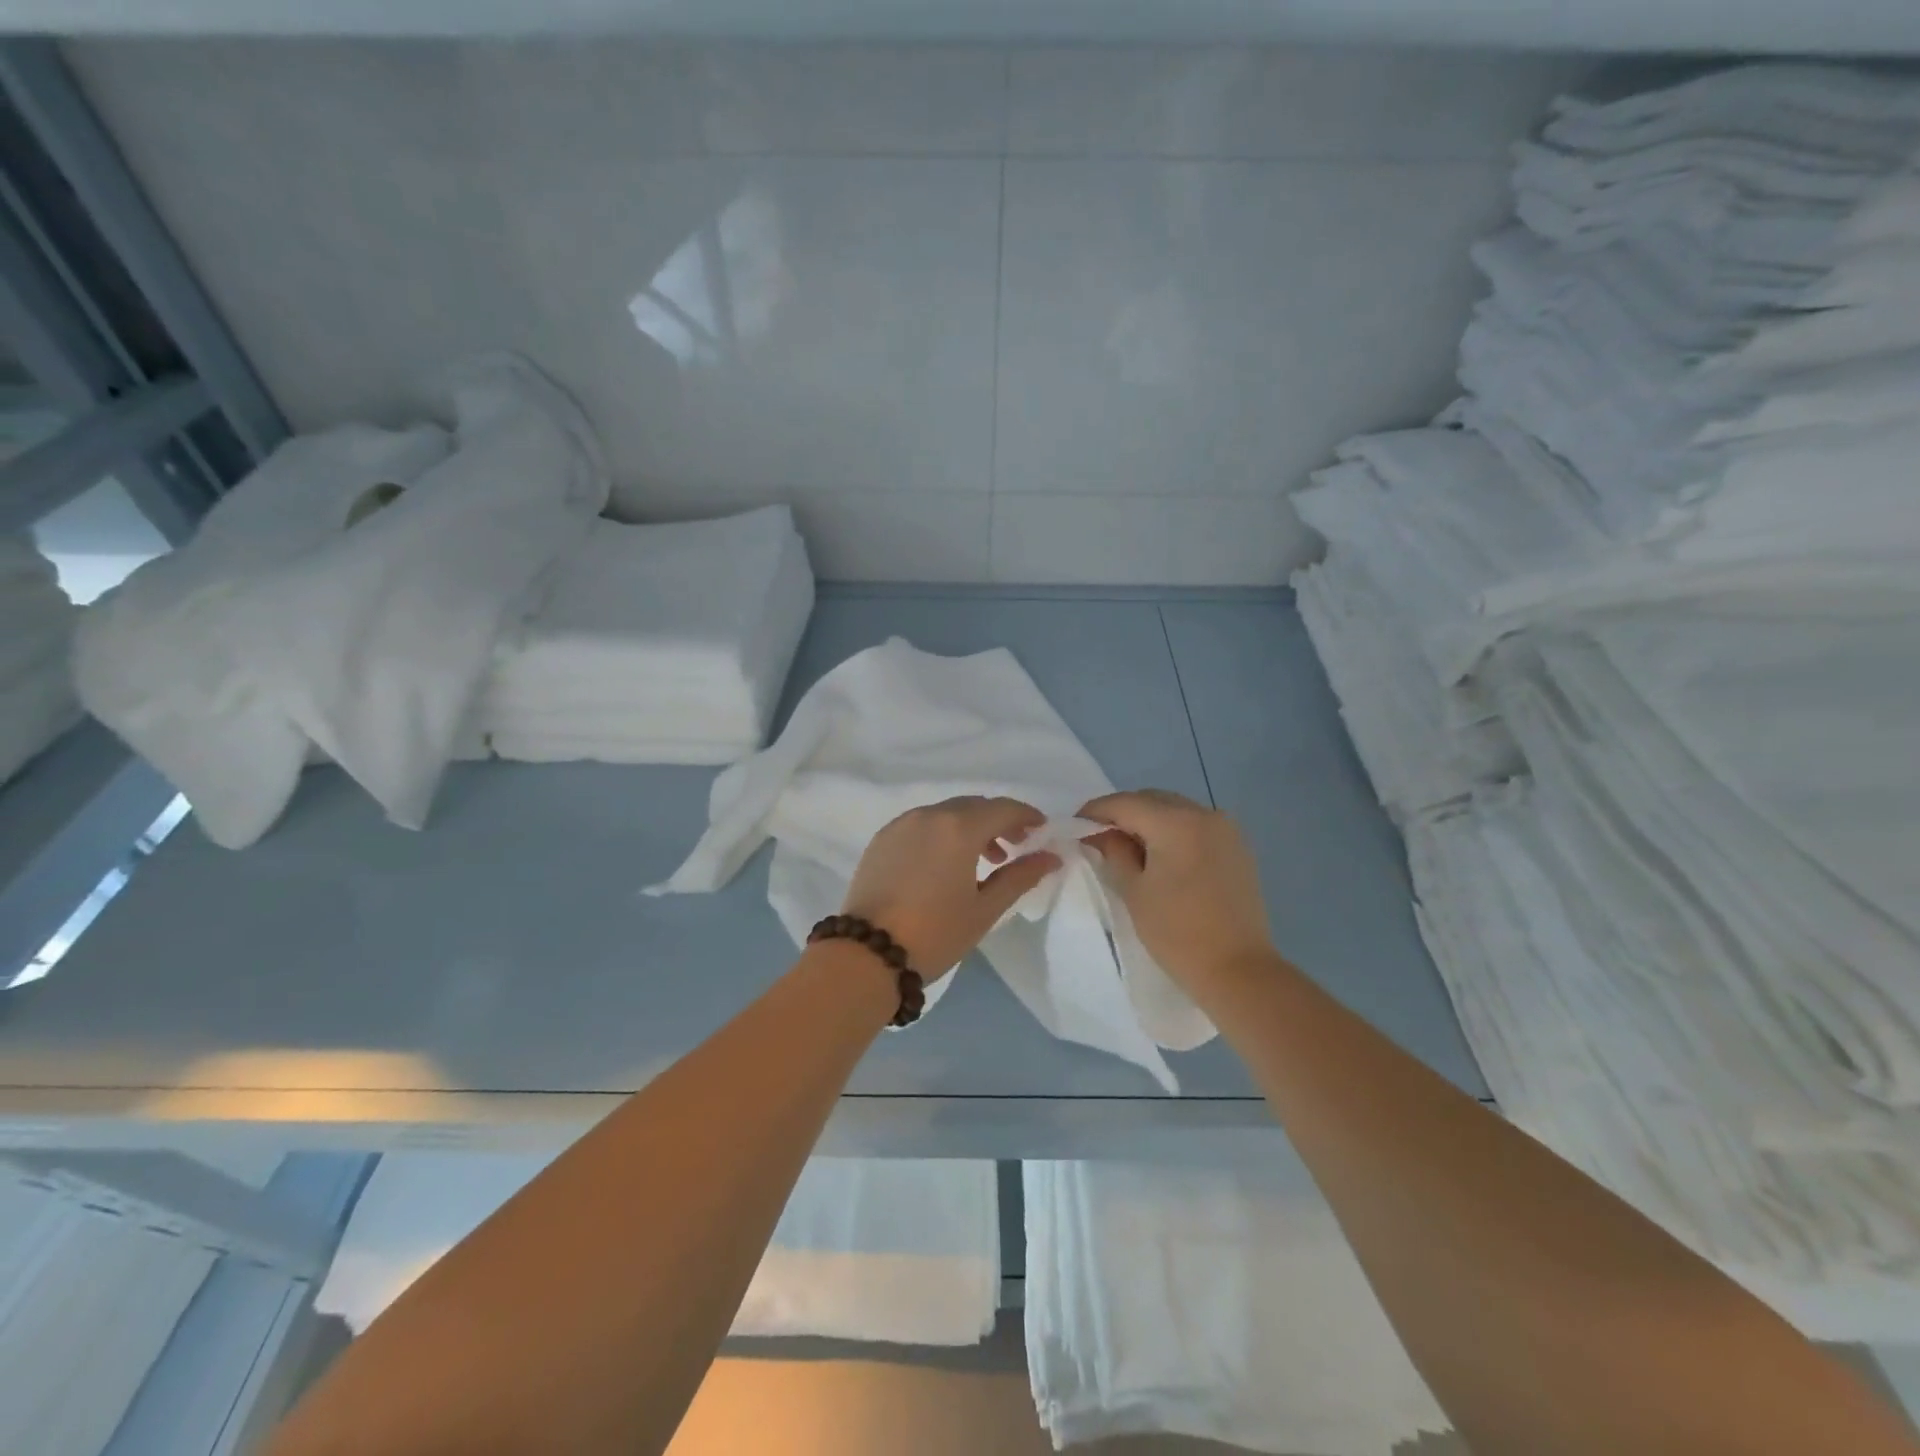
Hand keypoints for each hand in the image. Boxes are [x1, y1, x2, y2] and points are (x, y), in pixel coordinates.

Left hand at [840, 797, 1060, 979]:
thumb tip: (1051, 857)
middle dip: (999, 821)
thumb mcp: (985, 908)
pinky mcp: (882, 839)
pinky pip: (921, 824)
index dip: (1027, 817)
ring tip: (983, 860)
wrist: (868, 954)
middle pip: (974, 806)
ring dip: (970, 827)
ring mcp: (901, 824)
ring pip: (946, 813)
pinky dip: (942, 833)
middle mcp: (929, 815)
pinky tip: (945, 864)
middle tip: (1016, 847)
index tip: (1042, 832)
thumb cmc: (935, 933)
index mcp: (958, 827)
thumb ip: (1020, 876)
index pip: (1003, 808)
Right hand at [1079, 789, 1275, 996]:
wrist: (1238, 971)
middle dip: (1123, 813)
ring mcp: (1226, 829)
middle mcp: (1204, 814)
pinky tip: (1160, 855)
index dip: (1095, 811)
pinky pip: (1195, 825)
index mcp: (1176, 822)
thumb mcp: (1134, 891)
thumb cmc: (1177, 933)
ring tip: (1127, 847)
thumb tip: (1102, 833)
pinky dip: (1172, 831)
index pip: (1125, 803)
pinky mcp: (1237, 847)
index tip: (1075, 825)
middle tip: (1098, 836)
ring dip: (1148, 820)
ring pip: (1175, 810)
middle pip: (1152, 800)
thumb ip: (1113, 852)